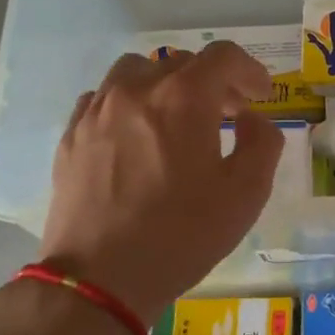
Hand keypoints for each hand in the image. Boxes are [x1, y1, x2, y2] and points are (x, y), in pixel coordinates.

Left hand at [38, 43, 282, 322]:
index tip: (261, 96)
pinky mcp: (72, 135)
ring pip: (137, 71)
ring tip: (178, 118)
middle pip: (181, 62)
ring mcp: (97, 110)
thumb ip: (262, 143)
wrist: (101, 278)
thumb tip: (253, 119)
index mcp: (183, 98)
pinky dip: (130, 104)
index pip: (223, 57)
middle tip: (229, 114)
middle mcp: (137, 90)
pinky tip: (138, 136)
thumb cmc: (182, 234)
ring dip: (166, 85)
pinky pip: (104, 98)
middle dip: (213, 82)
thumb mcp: (246, 194)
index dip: (250, 70)